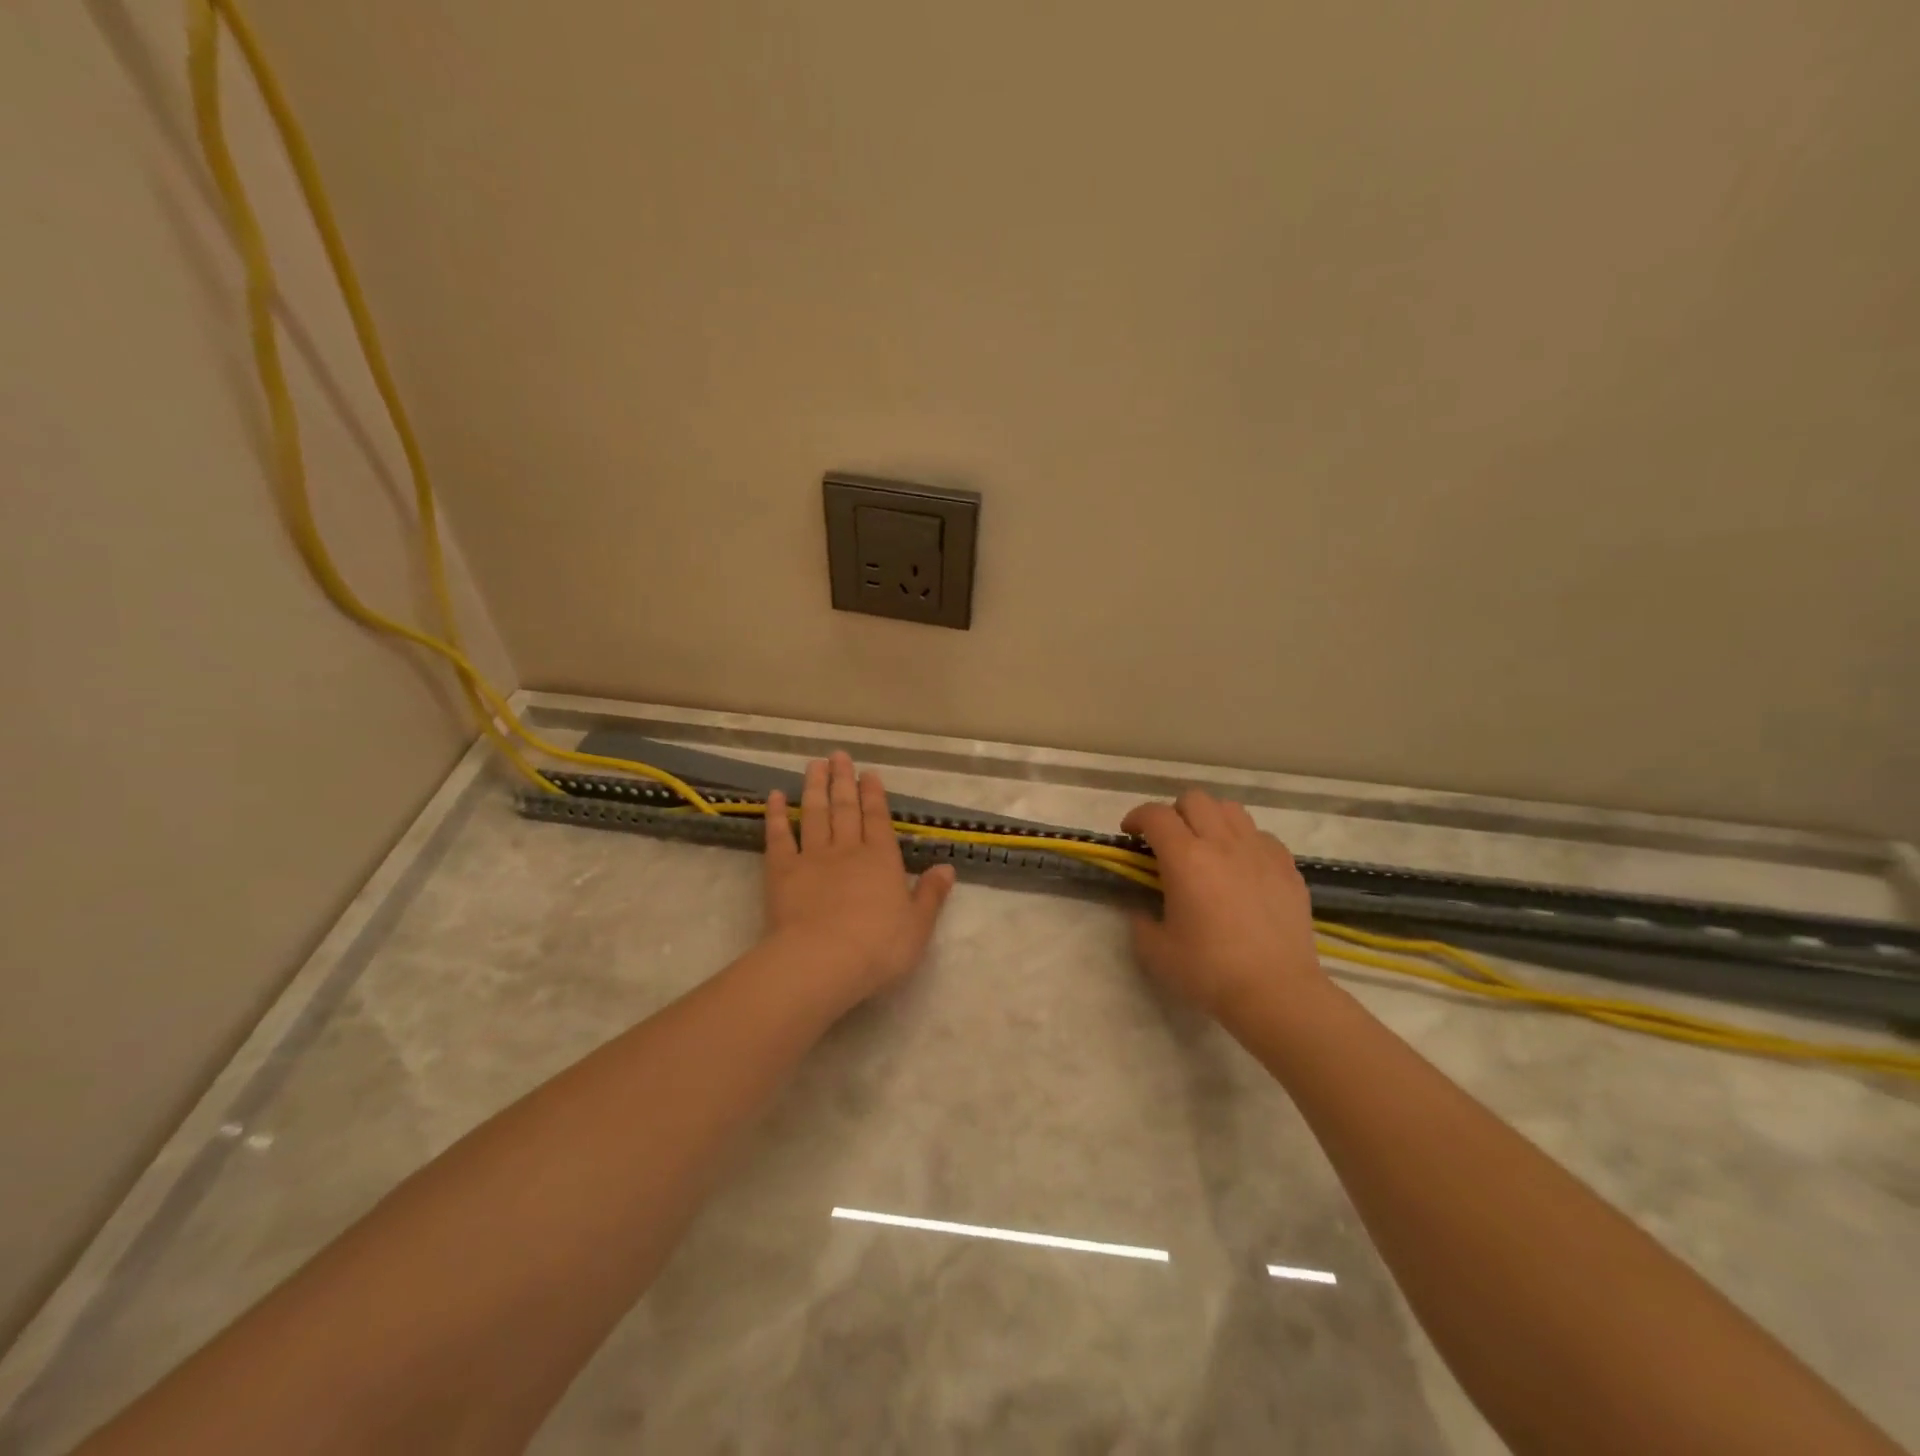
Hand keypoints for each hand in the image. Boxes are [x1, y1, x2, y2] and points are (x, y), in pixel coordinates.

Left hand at [761, 752, 956, 1012]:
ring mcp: (812, 857)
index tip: (868, 773)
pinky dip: (776, 815)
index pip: (878, 818)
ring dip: (814, 787)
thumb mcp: (917, 926)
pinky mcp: (781, 872)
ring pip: (814, 813)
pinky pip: (779, 837)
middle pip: (845, 808)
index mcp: (881, 860)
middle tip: (838, 756)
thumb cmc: (878, 947)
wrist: (822, 961)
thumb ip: (930, 895)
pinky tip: (775, 797)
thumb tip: (947, 867)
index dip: (873, 794)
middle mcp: (848, 850)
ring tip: (814, 765)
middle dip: (843, 780)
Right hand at [1122, 789, 1327, 1026]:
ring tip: (1206, 846)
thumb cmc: (1209, 971)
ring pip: (1231, 809)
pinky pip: (1261, 835)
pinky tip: (1241, 867)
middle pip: (1195, 799)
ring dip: (1211, 819)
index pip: (1155, 815)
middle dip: (1174, 812)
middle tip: (1168, 841)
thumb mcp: (1156, 952)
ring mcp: (1260, 852)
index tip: (1130, 834)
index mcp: (1185, 858)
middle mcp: (1222, 843)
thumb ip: (1140, 922)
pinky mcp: (1287, 867)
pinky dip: (1244, 841)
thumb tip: (1142, 910)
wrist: (1277, 992)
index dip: (1137, 817)